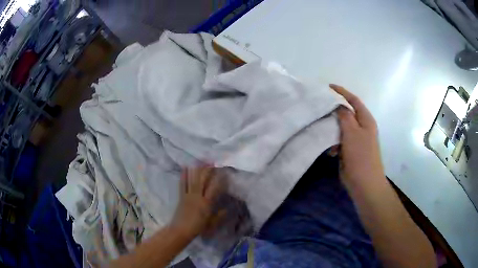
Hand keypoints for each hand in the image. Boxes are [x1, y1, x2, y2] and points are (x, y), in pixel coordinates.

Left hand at [170, 166, 224, 238]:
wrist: (180, 230)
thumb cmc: (197, 228)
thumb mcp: (211, 223)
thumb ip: (219, 216)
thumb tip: (227, 209)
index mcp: (206, 203)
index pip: (214, 188)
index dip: (219, 179)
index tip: (223, 171)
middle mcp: (197, 196)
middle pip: (202, 180)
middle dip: (207, 170)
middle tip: (212, 161)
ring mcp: (188, 195)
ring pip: (193, 180)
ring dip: (197, 169)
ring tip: (201, 160)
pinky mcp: (181, 196)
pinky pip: (183, 184)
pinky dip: (184, 175)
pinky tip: (185, 167)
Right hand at [330, 84, 384, 184]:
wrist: (364, 183)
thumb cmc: (360, 156)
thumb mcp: (352, 133)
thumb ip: (345, 116)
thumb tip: (338, 106)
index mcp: (366, 120)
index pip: (354, 100)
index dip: (342, 92)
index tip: (328, 87)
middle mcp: (362, 127)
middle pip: (347, 113)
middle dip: (334, 111)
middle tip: (320, 109)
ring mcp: (357, 140)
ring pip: (342, 128)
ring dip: (333, 129)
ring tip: (323, 132)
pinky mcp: (351, 150)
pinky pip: (340, 140)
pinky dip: (334, 143)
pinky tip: (331, 151)